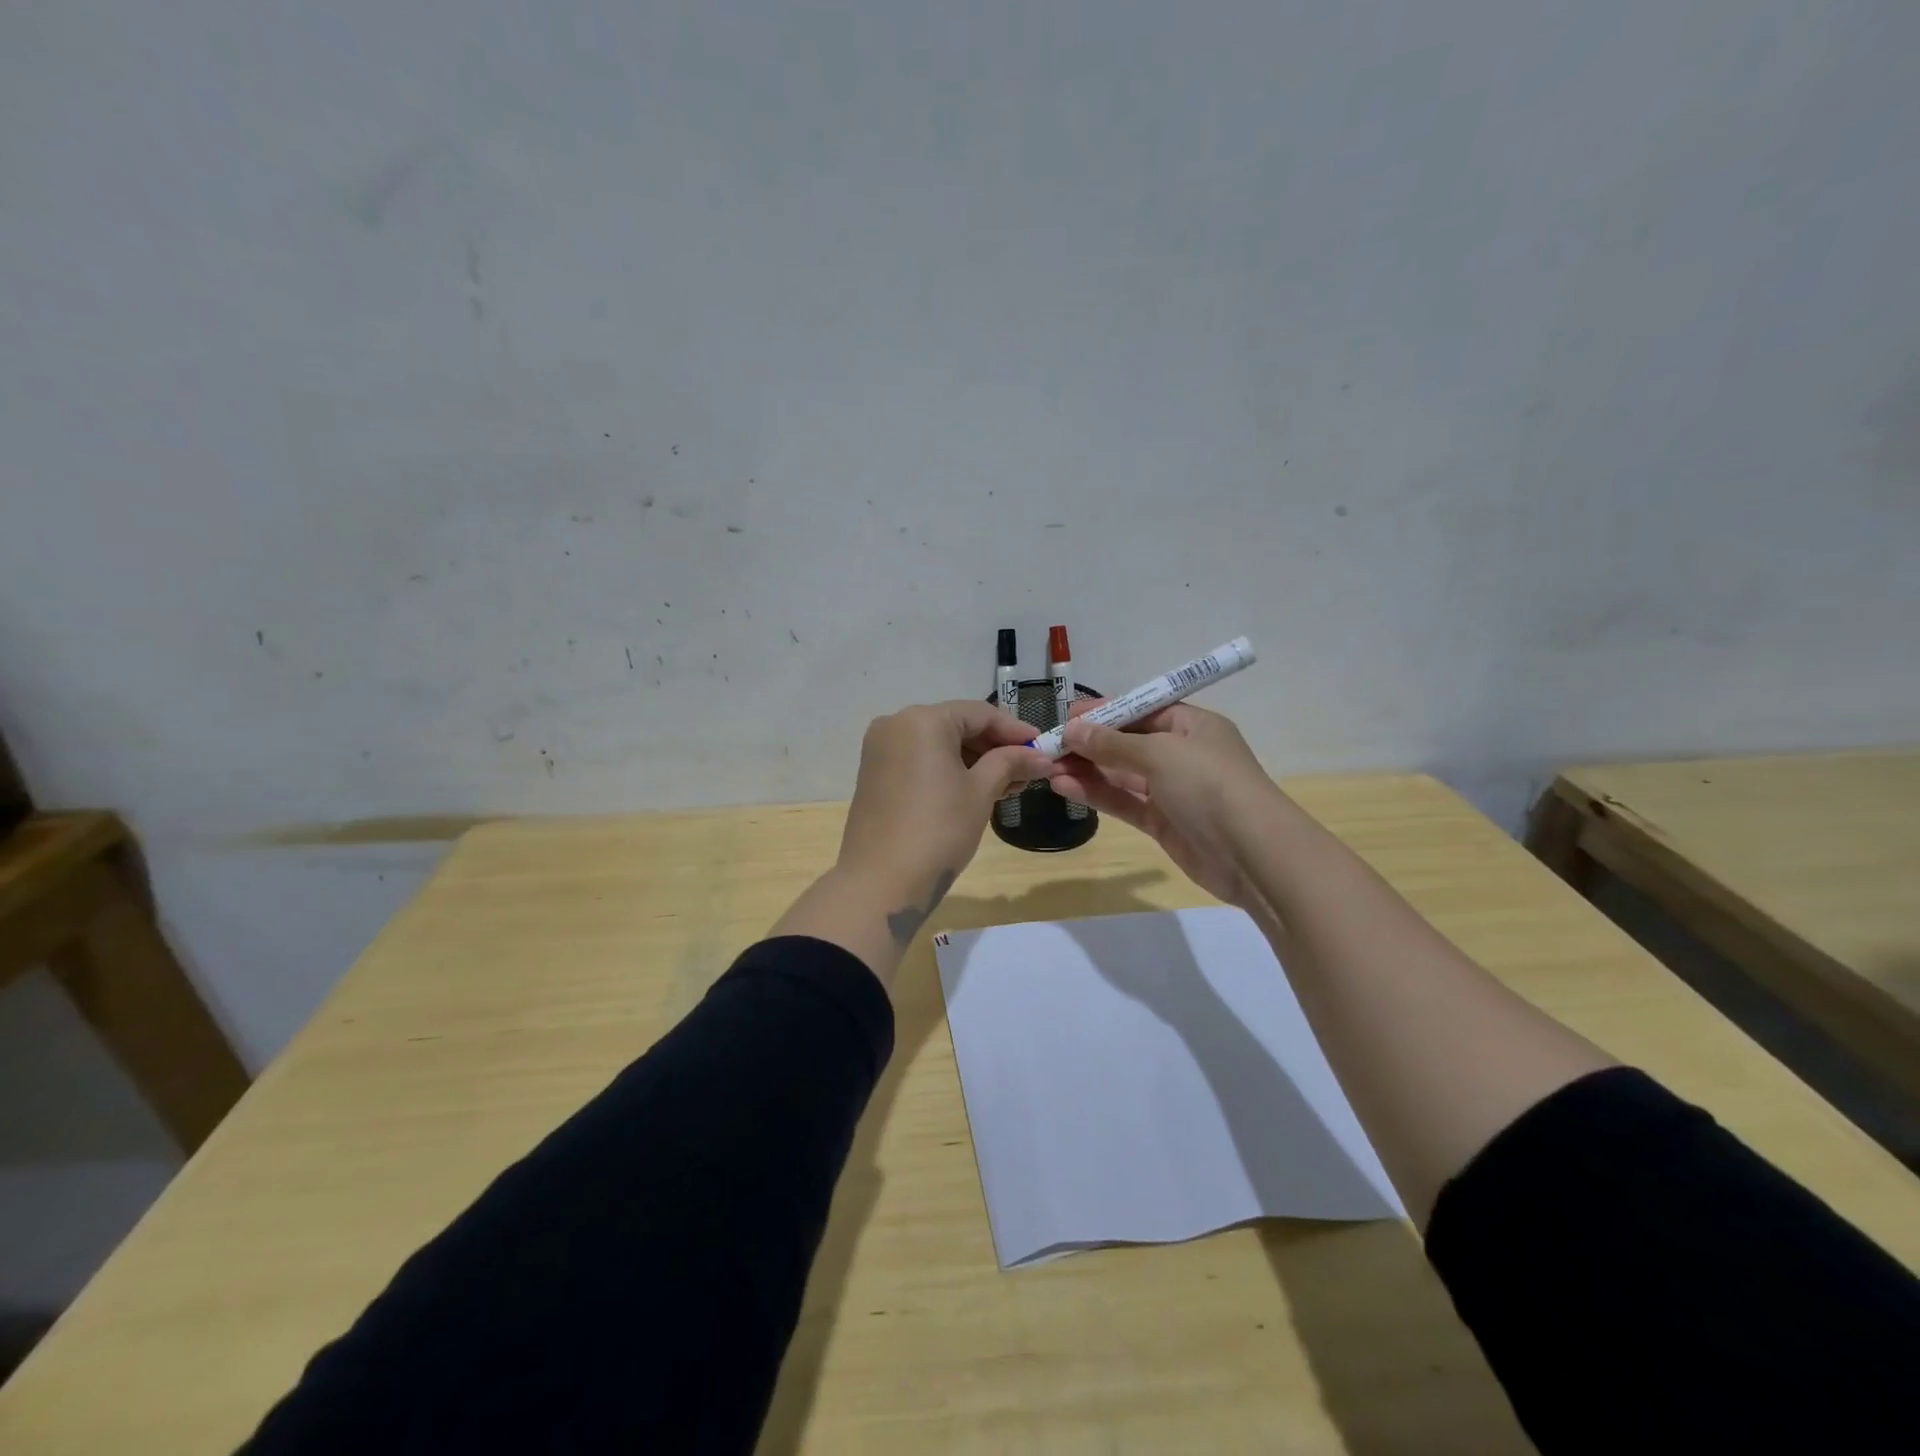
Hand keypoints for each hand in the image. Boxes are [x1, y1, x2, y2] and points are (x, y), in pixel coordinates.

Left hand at [836, 700, 1053, 940]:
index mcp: (922, 719)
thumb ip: (1010, 763)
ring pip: (939, 745)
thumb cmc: (938, 829)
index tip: (1043, 746)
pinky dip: (949, 770)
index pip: (979, 713)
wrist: (881, 882)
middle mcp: (895, 724)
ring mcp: (880, 750)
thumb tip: (1041, 756)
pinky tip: (976, 790)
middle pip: (957, 726)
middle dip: (994, 747)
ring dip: (974, 761)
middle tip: (1029, 770)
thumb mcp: (980, 792)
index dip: (1015, 730)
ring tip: (1009, 785)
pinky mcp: (875, 774)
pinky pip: (920, 761)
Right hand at [1053, 702, 1279, 913]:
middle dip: (1090, 742)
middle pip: (1128, 742)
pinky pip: (1124, 802)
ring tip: (1047, 766)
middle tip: (1049, 744)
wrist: (1253, 854)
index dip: (1106, 711)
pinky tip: (1063, 787)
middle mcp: (1182, 754)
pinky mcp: (1162, 822)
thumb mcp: (1160, 754)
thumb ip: (1113, 743)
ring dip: (1087, 769)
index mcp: (1192, 726)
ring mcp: (1172, 790)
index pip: (1143, 710)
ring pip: (1121, 774)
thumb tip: (1073, 729)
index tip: (1067, 715)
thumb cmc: (1210, 786)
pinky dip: (1096, 794)